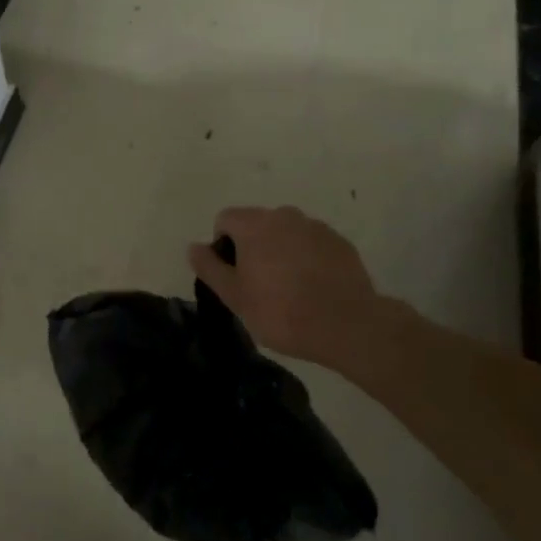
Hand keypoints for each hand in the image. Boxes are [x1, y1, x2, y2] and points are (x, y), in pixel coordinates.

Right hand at [187, 206, 387, 362]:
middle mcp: (284, 215)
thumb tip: (194, 247)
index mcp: (254, 224)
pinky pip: (313, 244)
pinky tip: (315, 289)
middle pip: (257, 224)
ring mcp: (316, 226)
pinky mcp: (340, 242)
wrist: (347, 325)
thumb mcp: (234, 296)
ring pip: (287, 233)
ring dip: (282, 252)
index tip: (234, 276)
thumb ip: (210, 267)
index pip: (225, 219)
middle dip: (254, 248)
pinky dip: (308, 259)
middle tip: (260, 286)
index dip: (223, 246)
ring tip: (291, 290)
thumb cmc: (281, 311)